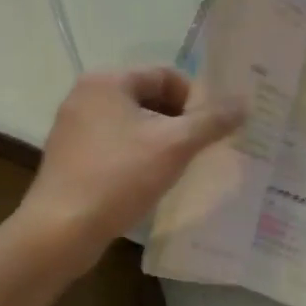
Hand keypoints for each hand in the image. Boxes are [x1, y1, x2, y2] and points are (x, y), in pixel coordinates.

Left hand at [19, 67, 245, 271]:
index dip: (195, 99)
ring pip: (131, 124)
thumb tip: (244, 103)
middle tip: (199, 149)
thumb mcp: (175, 146)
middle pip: (147, 98)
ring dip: (158, 140)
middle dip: (178, 121)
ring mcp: (72, 127)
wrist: (61, 229)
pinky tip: (147, 182)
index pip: (165, 75)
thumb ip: (211, 121)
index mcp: (107, 81)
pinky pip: (113, 145)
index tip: (211, 129)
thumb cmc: (119, 177)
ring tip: (177, 167)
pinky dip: (135, 156)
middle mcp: (85, 95)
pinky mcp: (68, 157)